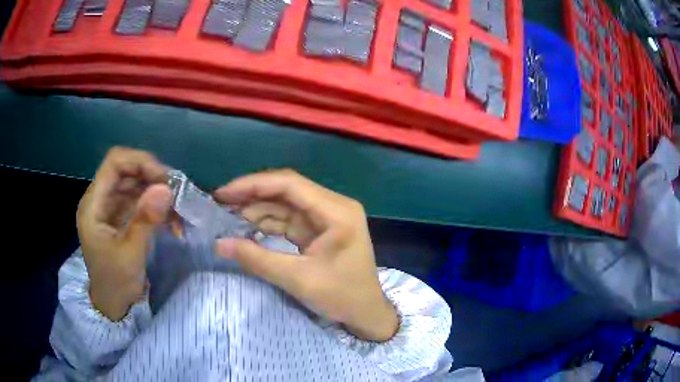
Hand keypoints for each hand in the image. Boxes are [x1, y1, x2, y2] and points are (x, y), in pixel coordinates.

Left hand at [76, 147, 172, 320]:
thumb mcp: (130, 255)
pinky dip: (156, 205)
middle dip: (153, 177)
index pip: (114, 163)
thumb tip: (166, 188)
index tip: (165, 179)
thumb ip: (145, 220)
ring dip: (158, 192)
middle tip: (177, 194)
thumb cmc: (115, 283)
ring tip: (178, 210)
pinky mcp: (121, 216)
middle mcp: (101, 199)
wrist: (113, 304)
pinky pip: (140, 199)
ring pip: (135, 183)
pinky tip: (171, 220)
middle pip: (127, 170)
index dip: (140, 162)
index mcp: (93, 205)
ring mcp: (111, 207)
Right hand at [214, 170, 398, 341]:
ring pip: (285, 204)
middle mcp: (333, 206)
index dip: (253, 185)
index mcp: (336, 211)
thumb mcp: (298, 279)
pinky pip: (289, 219)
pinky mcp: (319, 230)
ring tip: (227, 214)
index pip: (290, 184)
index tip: (224, 193)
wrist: (367, 313)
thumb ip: (257, 259)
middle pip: (287, 190)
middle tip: (221, 202)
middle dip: (252, 194)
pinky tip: (246, 225)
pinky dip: (267, 222)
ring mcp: (327, 217)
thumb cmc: (342, 296)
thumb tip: (219, 244)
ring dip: (257, 208)